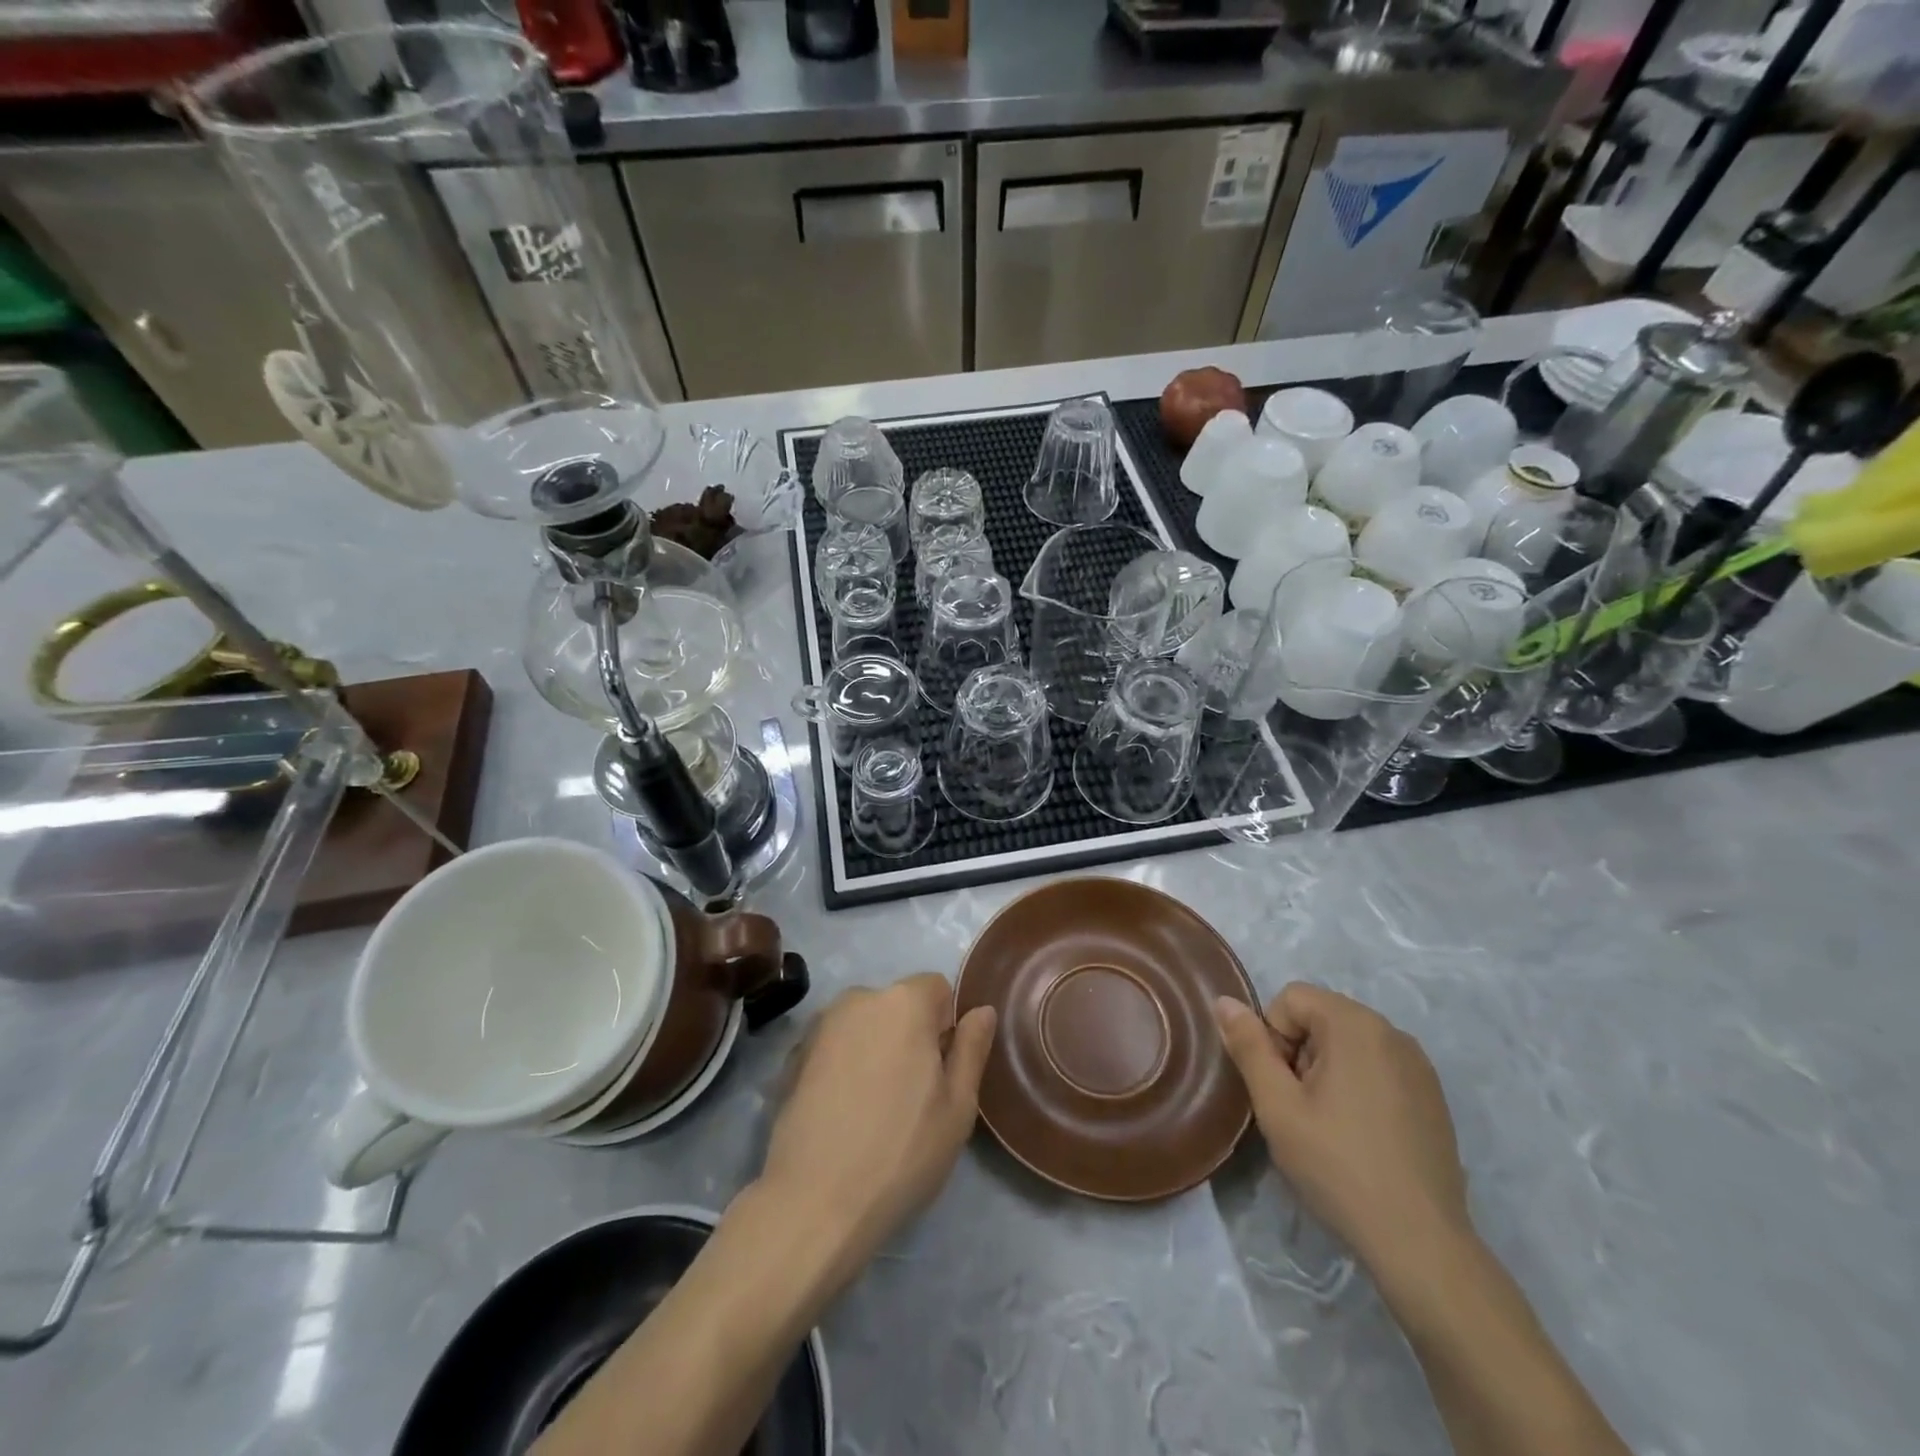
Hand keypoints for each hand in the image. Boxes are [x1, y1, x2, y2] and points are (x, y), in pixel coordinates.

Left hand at [757, 973, 995, 1282]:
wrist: (813, 1202)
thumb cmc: (901, 1153)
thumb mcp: (958, 1106)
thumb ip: (972, 1048)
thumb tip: (982, 1010)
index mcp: (903, 1002)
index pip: (937, 988)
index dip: (946, 1025)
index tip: (942, 1071)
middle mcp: (858, 998)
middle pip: (898, 1005)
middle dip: (909, 1036)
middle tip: (912, 1096)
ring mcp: (819, 1026)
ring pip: (864, 1026)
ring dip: (875, 1050)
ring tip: (873, 1108)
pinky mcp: (792, 1056)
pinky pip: (834, 1047)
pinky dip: (843, 1066)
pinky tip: (842, 1114)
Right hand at [1214, 983, 1467, 1264]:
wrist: (1420, 1244)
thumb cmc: (1338, 1166)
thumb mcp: (1277, 1105)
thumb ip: (1248, 1046)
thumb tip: (1224, 1001)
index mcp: (1356, 1025)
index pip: (1291, 999)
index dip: (1272, 1036)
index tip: (1281, 1087)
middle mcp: (1393, 1032)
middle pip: (1321, 1018)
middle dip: (1299, 1053)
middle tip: (1300, 1109)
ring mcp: (1419, 1066)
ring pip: (1348, 1044)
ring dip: (1326, 1071)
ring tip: (1328, 1126)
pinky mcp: (1433, 1097)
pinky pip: (1377, 1068)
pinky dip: (1357, 1087)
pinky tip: (1359, 1136)